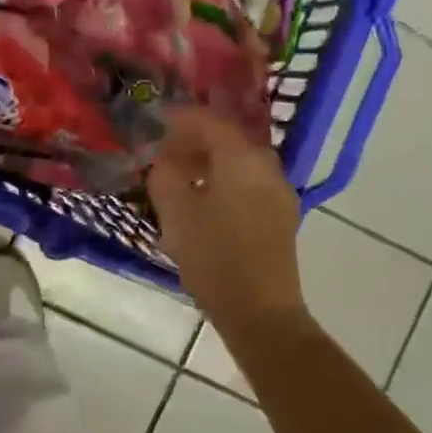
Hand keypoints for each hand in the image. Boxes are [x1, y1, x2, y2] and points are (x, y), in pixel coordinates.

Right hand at [148, 108, 303, 327]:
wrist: (261, 313)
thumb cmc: (214, 257)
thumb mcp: (175, 212)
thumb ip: (164, 174)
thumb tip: (162, 156)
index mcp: (241, 158)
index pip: (207, 121)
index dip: (176, 119)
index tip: (151, 123)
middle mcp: (266, 166)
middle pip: (226, 139)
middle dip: (191, 141)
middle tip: (161, 153)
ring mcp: (278, 191)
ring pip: (237, 161)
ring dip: (206, 162)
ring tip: (177, 178)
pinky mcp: (280, 215)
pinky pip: (247, 182)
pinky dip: (222, 180)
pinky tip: (201, 201)